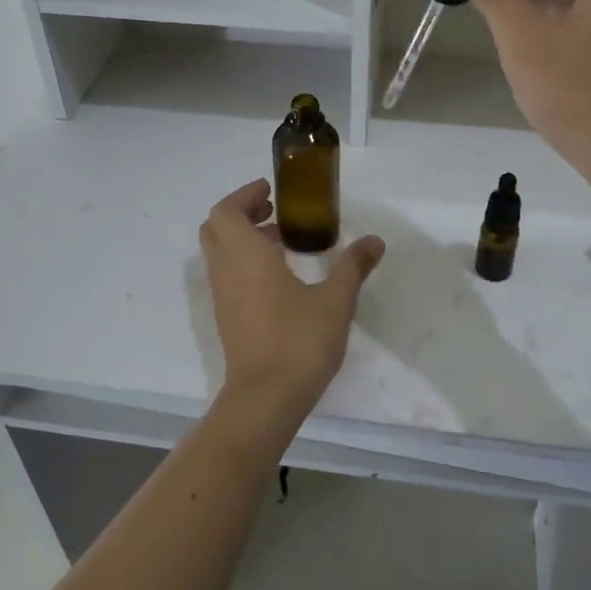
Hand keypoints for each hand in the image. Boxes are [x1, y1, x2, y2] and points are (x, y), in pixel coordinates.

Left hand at [199, 180, 384, 420]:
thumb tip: (374, 241)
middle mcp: (226, 271)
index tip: (270, 191)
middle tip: (274, 212)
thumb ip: (352, 267)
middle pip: (216, 228)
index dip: (244, 195)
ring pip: (220, 253)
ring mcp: (223, 297)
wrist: (266, 397)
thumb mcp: (335, 301)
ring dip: (243, 239)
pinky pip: (227, 276)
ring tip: (281, 241)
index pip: (225, 211)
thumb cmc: (299, 342)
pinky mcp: (227, 318)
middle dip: (241, 213)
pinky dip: (243, 262)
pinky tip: (278, 277)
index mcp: (246, 257)